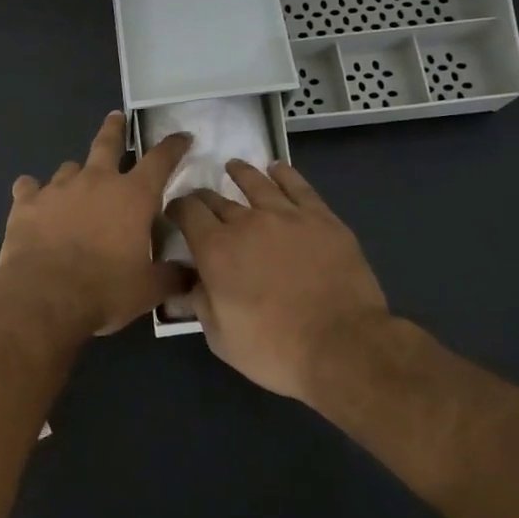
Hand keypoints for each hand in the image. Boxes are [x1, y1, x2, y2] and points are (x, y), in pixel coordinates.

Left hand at [0, 112, 191, 337]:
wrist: (44, 295)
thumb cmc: (104, 290)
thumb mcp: (148, 290)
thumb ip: (172, 277)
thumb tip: (192, 276)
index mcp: (132, 196)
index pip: (160, 160)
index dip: (173, 146)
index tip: (181, 137)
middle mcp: (96, 181)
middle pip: (107, 143)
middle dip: (115, 129)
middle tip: (116, 117)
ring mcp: (58, 188)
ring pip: (69, 167)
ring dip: (76, 173)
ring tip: (76, 182)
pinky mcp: (26, 202)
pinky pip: (29, 187)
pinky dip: (33, 191)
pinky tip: (32, 199)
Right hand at [168, 160, 392, 399]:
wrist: (344, 347)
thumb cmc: (276, 350)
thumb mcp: (222, 339)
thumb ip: (200, 304)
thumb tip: (191, 283)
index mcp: (215, 250)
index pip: (187, 212)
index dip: (176, 208)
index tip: (175, 212)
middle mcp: (246, 223)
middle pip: (216, 198)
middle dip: (203, 197)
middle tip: (201, 200)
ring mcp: (286, 216)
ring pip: (256, 182)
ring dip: (240, 173)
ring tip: (234, 167)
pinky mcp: (321, 218)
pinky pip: (298, 186)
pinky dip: (283, 174)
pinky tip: (277, 169)